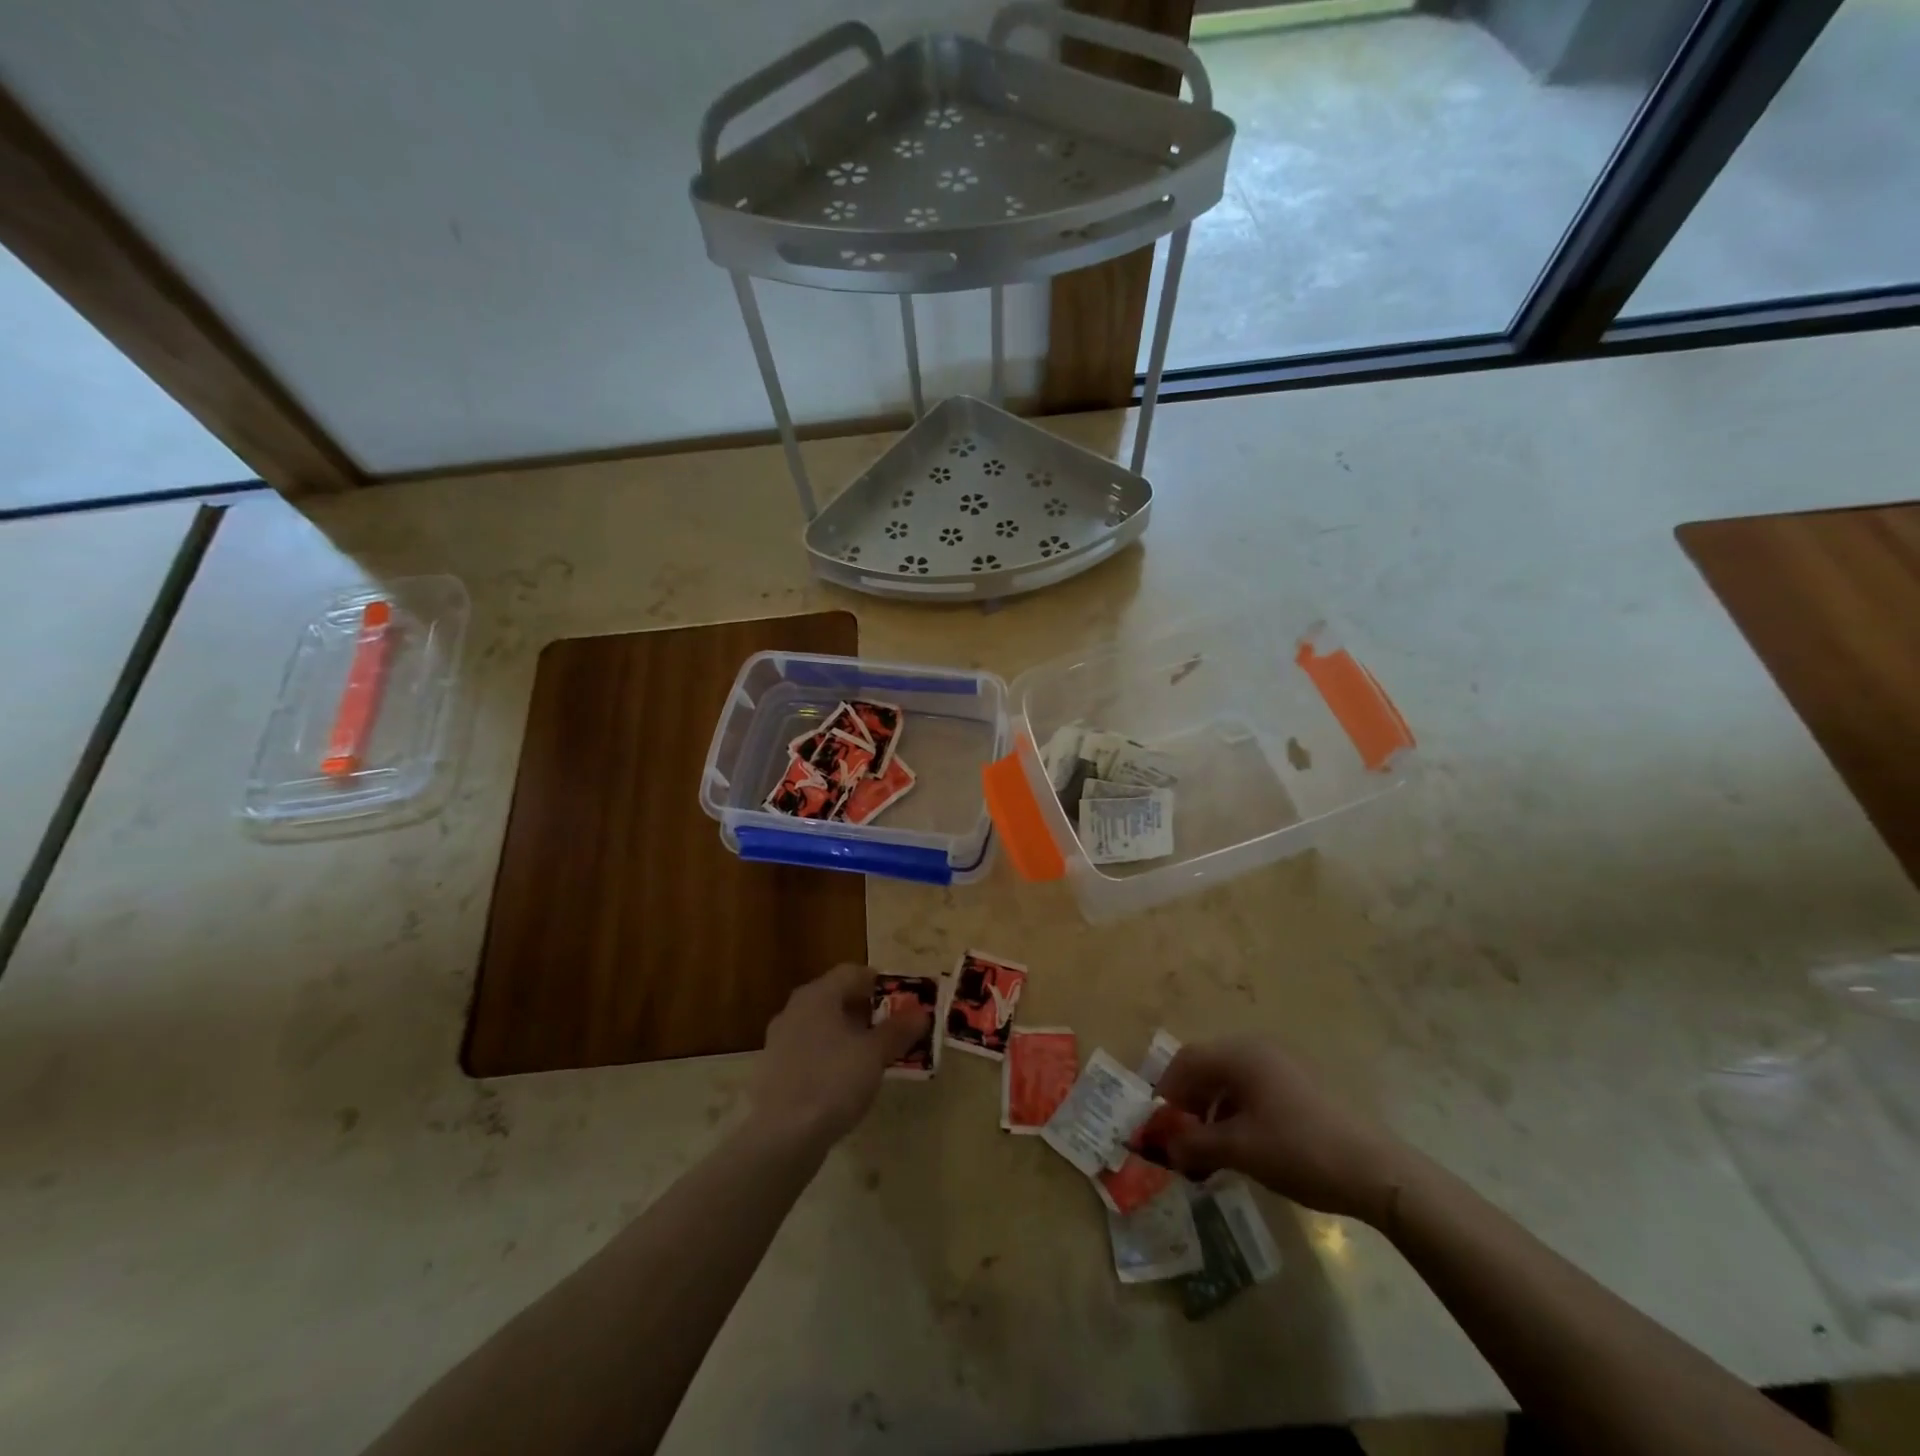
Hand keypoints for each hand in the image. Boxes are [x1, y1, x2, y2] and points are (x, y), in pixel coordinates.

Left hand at [748, 963, 929, 1147]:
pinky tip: (845, 1081)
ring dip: (848, 1035)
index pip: (852, 972)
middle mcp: (794, 1009)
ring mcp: (780, 1040)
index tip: (903, 1002)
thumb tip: (921, 1012)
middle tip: (893, 1030)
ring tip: (873, 1057)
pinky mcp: (774, 1071)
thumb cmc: (833, 1081)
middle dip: (866, 1011)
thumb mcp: (874, 1054)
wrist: (782, 1137)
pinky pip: (810, 1051)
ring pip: (822, 1026)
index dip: (880, 983)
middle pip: (836, 998)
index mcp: (817, 995)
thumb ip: (898, 1030)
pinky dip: (830, 1056)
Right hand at [1156, 1038, 1413, 1225]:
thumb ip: (1196, 1145)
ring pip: (1232, 1080)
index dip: (1167, 1092)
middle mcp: (1259, 1049)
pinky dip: (1239, 1112)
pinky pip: (1255, 1090)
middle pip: (1208, 1067)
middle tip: (1184, 1140)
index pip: (1186, 1061)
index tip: (1160, 1127)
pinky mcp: (1302, 1085)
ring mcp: (1283, 1065)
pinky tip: (1245, 1146)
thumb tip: (1167, 1148)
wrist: (1376, 1170)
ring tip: (1212, 1150)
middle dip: (1190, 1103)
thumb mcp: (1240, 1150)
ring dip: (1214, 1110)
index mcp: (1240, 1054)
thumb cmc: (1298, 1150)